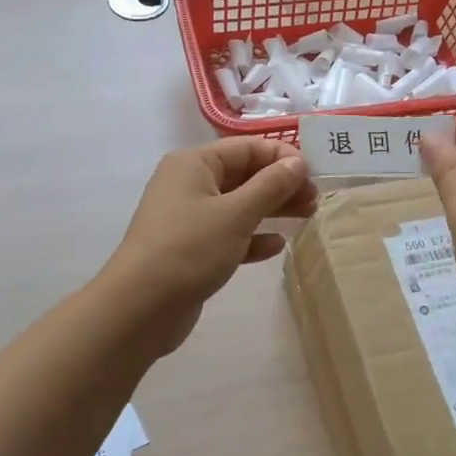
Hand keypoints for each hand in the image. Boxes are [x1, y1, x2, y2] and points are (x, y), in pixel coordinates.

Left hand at [101, 138, 316, 353]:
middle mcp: (189, 184)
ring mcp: (189, 218)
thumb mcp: (236, 214)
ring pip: (239, 205)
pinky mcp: (192, 249)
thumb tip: (297, 162)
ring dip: (272, 209)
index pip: (247, 148)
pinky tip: (276, 246)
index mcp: (194, 164)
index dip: (282, 157)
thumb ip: (270, 186)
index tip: (315, 176)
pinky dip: (253, 237)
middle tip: (315, 200)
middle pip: (244, 174)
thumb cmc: (189, 249)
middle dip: (281, 184)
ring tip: (307, 217)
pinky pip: (229, 234)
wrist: (140, 308)